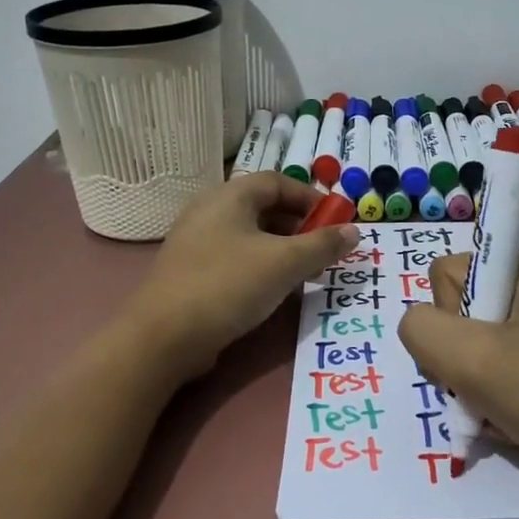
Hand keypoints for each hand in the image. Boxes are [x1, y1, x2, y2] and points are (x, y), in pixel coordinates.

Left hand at [126, 172, 358, 380]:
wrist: (164, 336)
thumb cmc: (228, 285)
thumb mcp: (284, 263)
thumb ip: (322, 245)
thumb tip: (355, 231)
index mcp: (230, 196)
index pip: (278, 182)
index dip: (311, 198)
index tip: (335, 222)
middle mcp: (210, 211)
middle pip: (264, 208)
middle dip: (300, 228)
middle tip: (324, 253)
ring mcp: (197, 242)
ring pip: (251, 236)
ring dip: (283, 250)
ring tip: (306, 275)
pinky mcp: (192, 272)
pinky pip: (235, 258)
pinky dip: (261, 266)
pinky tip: (275, 291)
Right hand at [399, 247, 518, 517]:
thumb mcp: (474, 359)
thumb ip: (422, 329)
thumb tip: (419, 325)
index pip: (449, 273)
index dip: (449, 316)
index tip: (479, 352)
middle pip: (462, 311)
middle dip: (462, 358)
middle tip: (487, 390)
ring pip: (478, 347)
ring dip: (477, 385)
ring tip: (503, 412)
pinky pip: (503, 369)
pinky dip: (499, 398)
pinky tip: (514, 422)